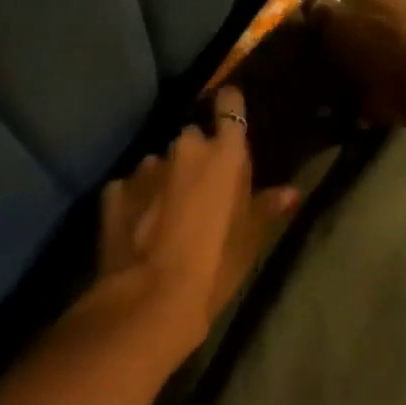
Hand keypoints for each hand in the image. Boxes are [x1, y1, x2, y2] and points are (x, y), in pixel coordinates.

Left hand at [96, 86, 298, 341]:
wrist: (151, 298)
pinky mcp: (114, 190)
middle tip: (203, 192)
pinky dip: (139, 200)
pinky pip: (132, 188)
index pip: (229, 105)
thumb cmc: (216, 266)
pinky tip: (141, 228)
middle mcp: (183, 149)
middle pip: (193, 140)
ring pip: (160, 165)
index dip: (229, 107)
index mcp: (224, 155)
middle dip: (197, 159)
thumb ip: (267, 206)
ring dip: (166, 181)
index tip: (229, 113)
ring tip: (169, 216)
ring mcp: (144, 168)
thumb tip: (291, 191)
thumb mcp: (250, 239)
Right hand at [308, 0, 405, 129]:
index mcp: (345, 24)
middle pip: (370, 3)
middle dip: (378, 21)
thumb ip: (364, 100)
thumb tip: (362, 109)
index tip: (345, 47)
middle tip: (392, 50)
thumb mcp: (374, 106)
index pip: (324, 16)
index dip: (336, 30)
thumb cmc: (405, 93)